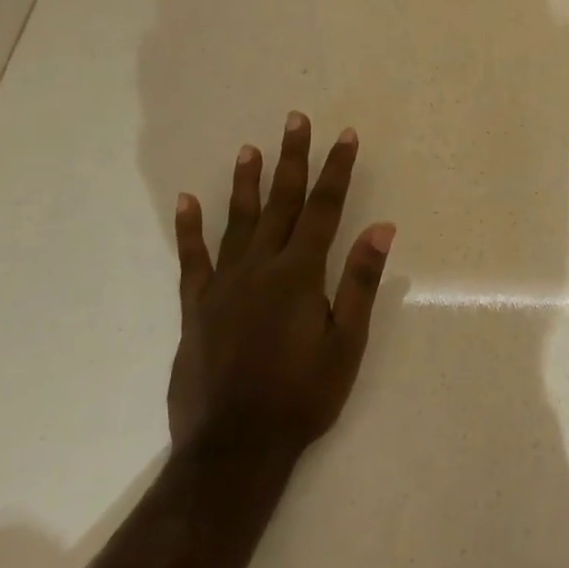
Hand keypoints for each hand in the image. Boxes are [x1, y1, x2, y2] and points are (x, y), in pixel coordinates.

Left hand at [168, 113, 395, 453]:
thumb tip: (381, 228)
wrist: (235, 447)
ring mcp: (224, 285)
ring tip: (249, 148)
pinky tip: (187, 201)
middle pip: (282, 203)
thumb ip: (360, 282)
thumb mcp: (346, 343)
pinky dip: (190, 229)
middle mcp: (260, 267)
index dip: (336, 170)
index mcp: (300, 274)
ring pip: (237, 221)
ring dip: (246, 182)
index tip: (345, 136)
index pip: (325, 209)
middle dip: (292, 159)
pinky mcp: (196, 307)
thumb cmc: (302, 396)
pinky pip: (192, 259)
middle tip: (295, 120)